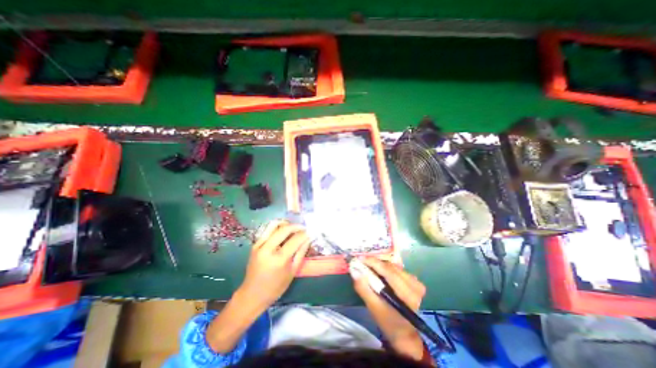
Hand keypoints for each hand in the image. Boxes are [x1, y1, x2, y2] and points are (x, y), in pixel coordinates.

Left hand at [239, 222, 310, 307]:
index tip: (310, 232)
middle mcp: (267, 249)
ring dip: (285, 223)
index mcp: (279, 259)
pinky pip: (267, 230)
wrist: (252, 295)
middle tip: (303, 228)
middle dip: (296, 226)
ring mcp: (259, 245)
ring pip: (274, 225)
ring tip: (292, 228)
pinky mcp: (255, 244)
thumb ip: (301, 252)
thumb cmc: (276, 287)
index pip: (295, 240)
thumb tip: (308, 238)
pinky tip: (283, 233)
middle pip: (284, 229)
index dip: (304, 234)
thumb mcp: (292, 271)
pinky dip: (277, 228)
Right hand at [351, 258, 428, 358]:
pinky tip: (378, 272)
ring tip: (367, 267)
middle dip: (374, 263)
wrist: (404, 333)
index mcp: (408, 295)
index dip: (373, 262)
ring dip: (379, 265)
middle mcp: (415, 285)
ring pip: (393, 266)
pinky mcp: (414, 280)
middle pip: (390, 267)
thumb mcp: (373, 308)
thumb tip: (354, 270)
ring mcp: (416, 282)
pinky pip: (396, 268)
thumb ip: (363, 288)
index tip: (359, 258)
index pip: (389, 272)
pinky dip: (385, 268)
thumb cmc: (388, 322)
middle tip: (360, 262)